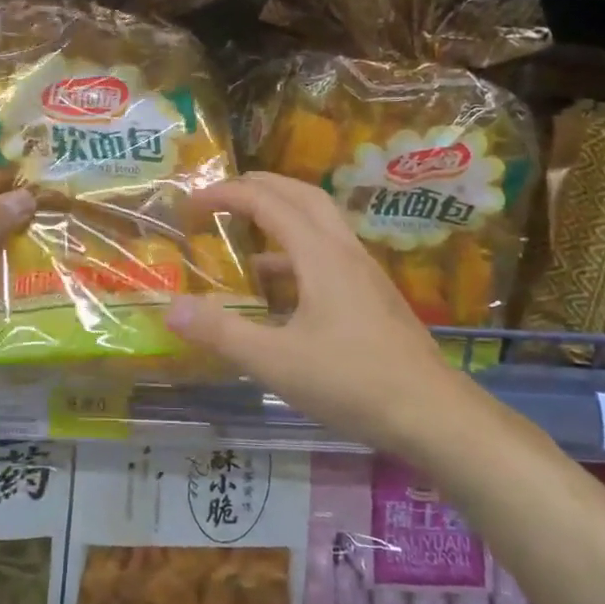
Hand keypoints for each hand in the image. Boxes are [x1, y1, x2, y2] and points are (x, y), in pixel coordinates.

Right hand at [164, 172, 456, 451]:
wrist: (434, 415)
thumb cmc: (352, 382)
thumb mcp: (275, 361)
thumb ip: (221, 332)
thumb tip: (171, 308)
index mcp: (320, 255)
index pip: (267, 202)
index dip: (226, 194)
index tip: (192, 202)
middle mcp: (344, 252)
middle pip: (301, 195)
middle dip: (258, 187)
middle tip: (221, 196)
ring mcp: (364, 273)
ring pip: (319, 224)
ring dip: (280, 218)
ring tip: (244, 240)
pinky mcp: (373, 296)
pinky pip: (328, 254)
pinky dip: (296, 254)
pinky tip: (280, 291)